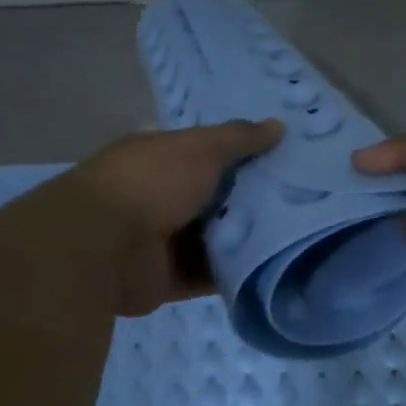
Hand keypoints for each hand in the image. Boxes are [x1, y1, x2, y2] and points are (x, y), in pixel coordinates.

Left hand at [66, 119, 283, 315]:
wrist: (104, 246)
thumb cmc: (152, 184)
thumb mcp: (200, 149)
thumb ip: (239, 139)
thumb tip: (278, 126)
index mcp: (160, 160)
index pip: (208, 155)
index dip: (244, 157)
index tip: (285, 163)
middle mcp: (160, 198)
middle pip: (214, 200)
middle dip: (251, 202)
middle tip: (301, 204)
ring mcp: (162, 242)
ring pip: (214, 241)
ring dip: (245, 241)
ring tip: (294, 240)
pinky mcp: (167, 279)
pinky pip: (208, 277)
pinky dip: (232, 275)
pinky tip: (269, 271)